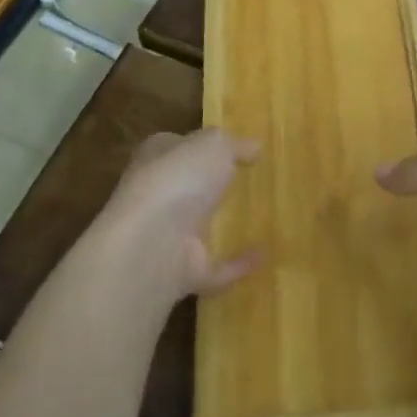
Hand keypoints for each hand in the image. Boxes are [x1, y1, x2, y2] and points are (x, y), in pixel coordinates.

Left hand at [95, 129, 262, 300]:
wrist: (151, 246)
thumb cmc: (178, 180)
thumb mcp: (214, 145)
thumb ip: (234, 144)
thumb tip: (254, 146)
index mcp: (156, 157)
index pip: (178, 145)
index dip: (202, 144)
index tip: (236, 147)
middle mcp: (157, 195)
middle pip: (187, 187)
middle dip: (212, 186)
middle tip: (252, 181)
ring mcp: (167, 237)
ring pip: (198, 229)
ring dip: (223, 227)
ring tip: (262, 218)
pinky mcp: (182, 272)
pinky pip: (216, 267)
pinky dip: (238, 264)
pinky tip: (265, 255)